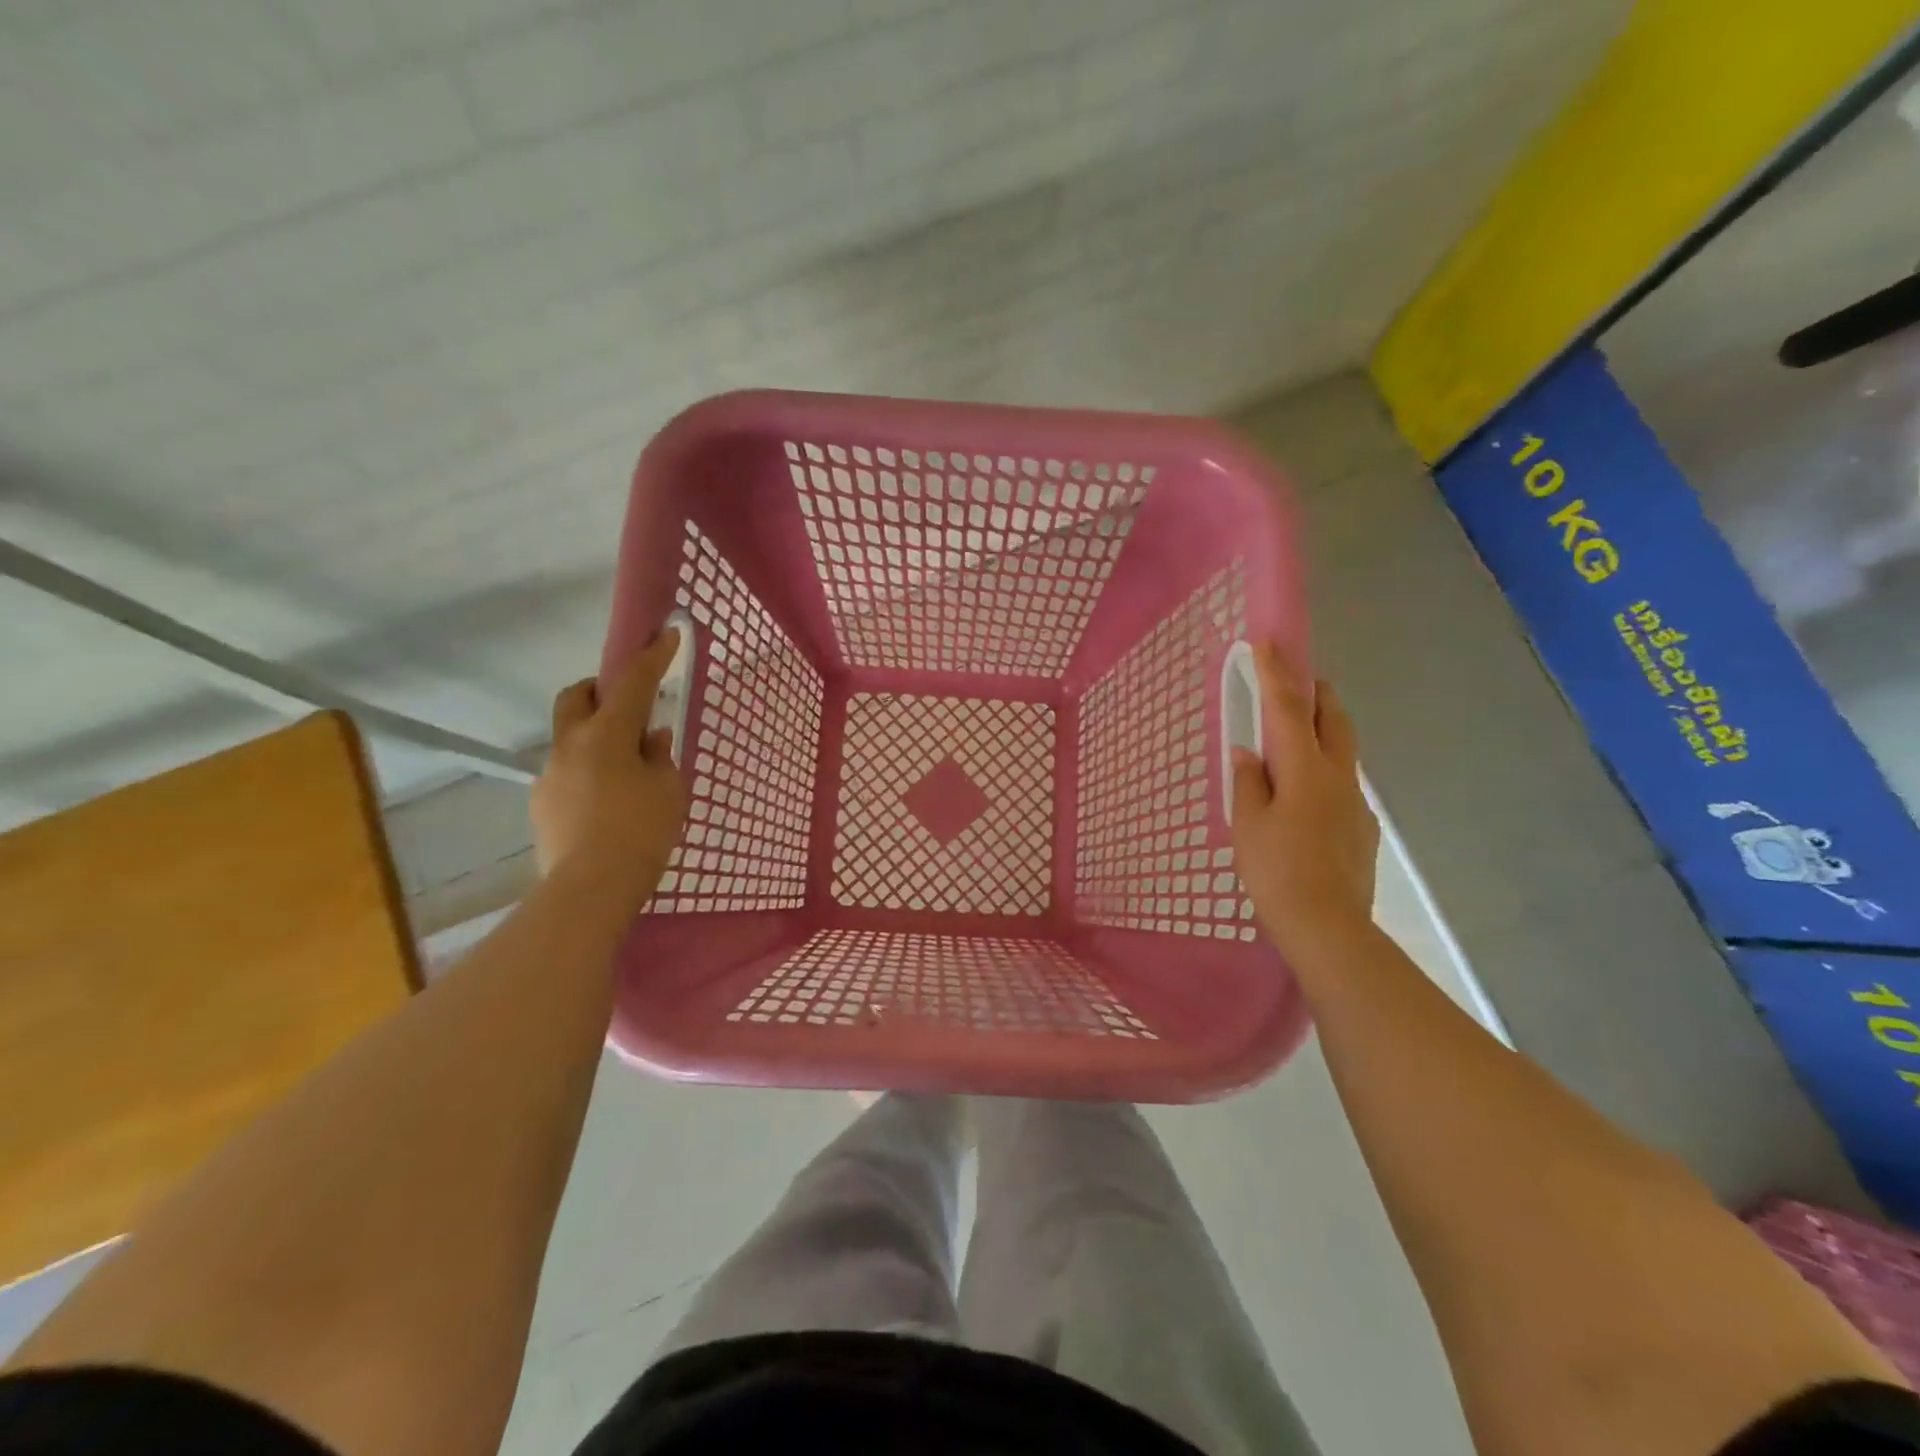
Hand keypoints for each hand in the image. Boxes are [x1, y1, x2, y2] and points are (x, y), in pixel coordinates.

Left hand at [532, 630, 687, 908]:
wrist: (590, 888)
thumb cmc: (641, 832)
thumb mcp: (668, 790)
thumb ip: (660, 757)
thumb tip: (651, 738)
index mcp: (607, 735)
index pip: (631, 682)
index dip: (651, 656)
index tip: (665, 634)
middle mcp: (571, 745)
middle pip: (577, 696)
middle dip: (600, 688)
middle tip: (628, 704)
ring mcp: (550, 774)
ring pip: (571, 737)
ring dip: (596, 736)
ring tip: (625, 768)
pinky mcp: (543, 804)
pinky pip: (568, 771)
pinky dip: (589, 771)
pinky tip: (607, 801)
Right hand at [1231, 645, 1378, 954]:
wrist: (1327, 927)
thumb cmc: (1276, 871)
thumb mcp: (1247, 825)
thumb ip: (1248, 782)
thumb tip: (1249, 753)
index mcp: (1304, 770)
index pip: (1288, 709)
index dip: (1276, 674)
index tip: (1267, 643)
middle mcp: (1338, 777)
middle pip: (1333, 720)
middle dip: (1317, 693)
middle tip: (1300, 679)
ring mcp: (1355, 802)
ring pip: (1343, 751)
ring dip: (1325, 729)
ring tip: (1300, 733)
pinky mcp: (1362, 828)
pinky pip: (1343, 783)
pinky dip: (1325, 769)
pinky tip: (1306, 794)